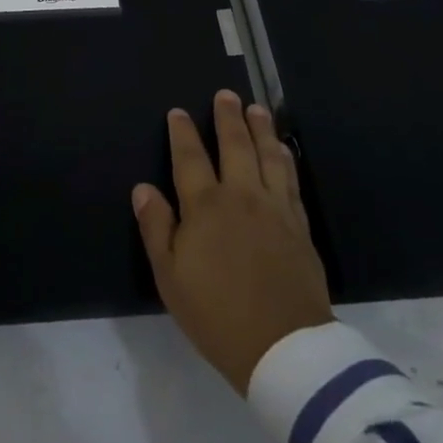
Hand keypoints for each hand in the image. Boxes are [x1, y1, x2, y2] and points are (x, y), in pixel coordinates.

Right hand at [133, 91, 332, 393]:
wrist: (283, 347)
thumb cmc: (217, 314)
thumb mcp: (171, 277)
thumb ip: (156, 227)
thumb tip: (143, 188)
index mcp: (206, 206)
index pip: (190, 157)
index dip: (183, 132)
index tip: (179, 112)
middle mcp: (242, 196)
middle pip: (235, 145)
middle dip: (228, 117)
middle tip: (226, 95)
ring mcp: (275, 208)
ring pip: (268, 155)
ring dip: (261, 128)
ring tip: (257, 109)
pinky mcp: (299, 225)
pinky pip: (291, 180)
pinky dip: (285, 158)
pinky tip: (283, 150)